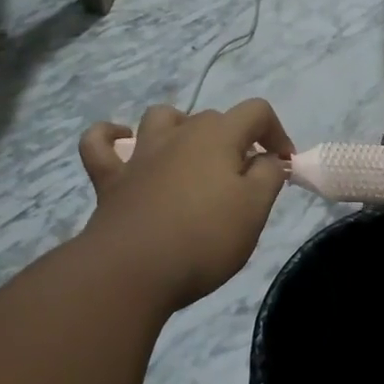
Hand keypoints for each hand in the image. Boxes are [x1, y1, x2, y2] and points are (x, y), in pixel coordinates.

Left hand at [78, 100, 293, 308]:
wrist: (133, 271)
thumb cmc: (205, 239)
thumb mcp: (255, 209)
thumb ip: (268, 176)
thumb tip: (268, 159)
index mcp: (218, 137)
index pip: (256, 112)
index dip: (277, 134)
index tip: (283, 166)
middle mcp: (179, 134)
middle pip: (214, 118)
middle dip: (236, 140)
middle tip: (246, 180)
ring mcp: (140, 155)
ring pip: (161, 119)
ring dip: (181, 127)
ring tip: (192, 155)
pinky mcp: (111, 179)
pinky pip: (100, 144)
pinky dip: (110, 137)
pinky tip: (121, 142)